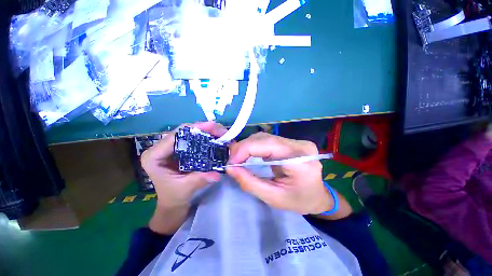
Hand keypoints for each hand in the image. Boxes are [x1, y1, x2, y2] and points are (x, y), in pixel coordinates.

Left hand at [141, 122, 226, 208]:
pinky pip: (191, 139)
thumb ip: (200, 179)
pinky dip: (203, 137)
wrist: (173, 203)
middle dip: (202, 128)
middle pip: (182, 132)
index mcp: (154, 156)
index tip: (212, 126)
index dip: (194, 129)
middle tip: (219, 129)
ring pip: (188, 133)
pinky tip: (214, 138)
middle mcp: (160, 148)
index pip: (175, 136)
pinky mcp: (178, 150)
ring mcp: (169, 148)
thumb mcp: (186, 188)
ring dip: (204, 131)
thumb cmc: (174, 197)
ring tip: (219, 132)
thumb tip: (217, 174)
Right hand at [226, 132, 333, 214]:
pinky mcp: (291, 143)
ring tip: (237, 158)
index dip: (244, 149)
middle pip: (264, 138)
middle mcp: (299, 145)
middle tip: (231, 160)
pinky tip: (248, 154)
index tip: (230, 162)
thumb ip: (250, 182)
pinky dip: (254, 146)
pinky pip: (268, 140)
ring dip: (248, 146)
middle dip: (244, 147)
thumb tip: (230, 168)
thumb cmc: (299, 201)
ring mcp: (296, 142)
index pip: (267, 145)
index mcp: (300, 159)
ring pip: (264, 137)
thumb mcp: (273, 197)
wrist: (318, 196)